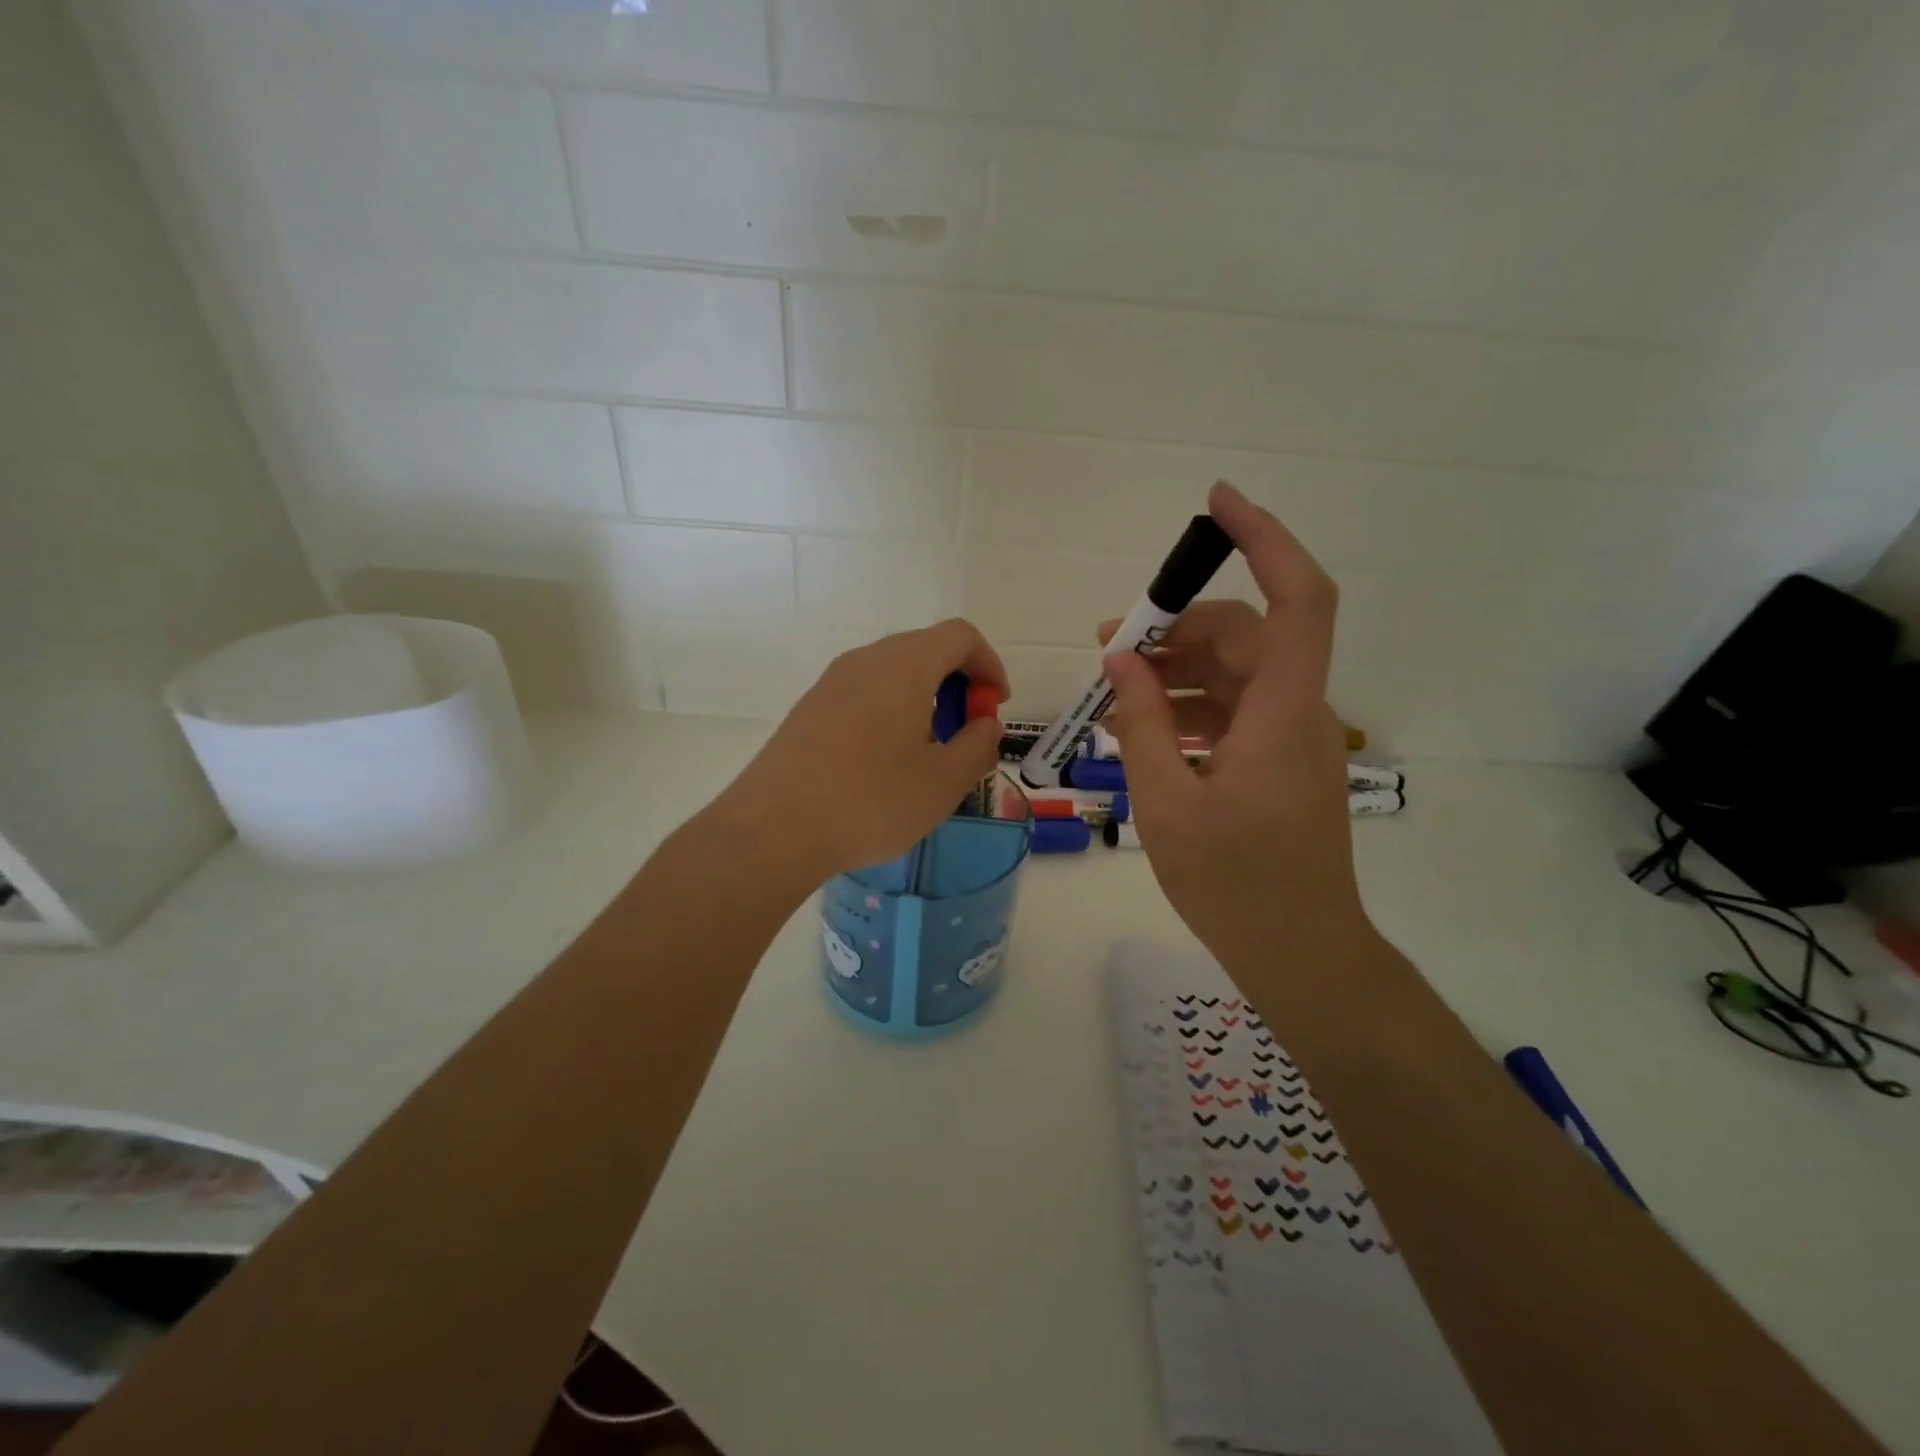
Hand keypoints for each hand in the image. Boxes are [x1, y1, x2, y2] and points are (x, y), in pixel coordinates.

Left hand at [715, 619, 1006, 879]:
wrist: (773, 829)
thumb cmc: (870, 802)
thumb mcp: (944, 782)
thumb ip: (978, 745)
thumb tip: (985, 725)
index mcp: (903, 666)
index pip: (960, 636)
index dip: (989, 665)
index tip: (995, 707)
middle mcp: (865, 661)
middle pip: (925, 649)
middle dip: (958, 684)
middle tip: (965, 733)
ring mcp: (831, 683)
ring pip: (893, 672)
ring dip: (924, 699)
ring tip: (928, 752)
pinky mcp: (810, 709)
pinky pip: (865, 692)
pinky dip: (892, 711)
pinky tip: (886, 762)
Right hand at [1100, 482, 1371, 976]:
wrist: (1300, 952)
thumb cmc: (1234, 884)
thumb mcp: (1166, 802)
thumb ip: (1141, 723)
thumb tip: (1120, 660)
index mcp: (1280, 713)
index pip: (1296, 599)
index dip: (1264, 540)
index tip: (1217, 505)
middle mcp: (1296, 710)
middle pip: (1244, 635)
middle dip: (1174, 629)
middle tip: (1107, 646)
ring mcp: (1291, 736)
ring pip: (1235, 672)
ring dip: (1176, 669)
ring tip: (1114, 691)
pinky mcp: (1280, 759)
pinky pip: (1234, 709)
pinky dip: (1189, 706)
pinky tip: (1144, 728)